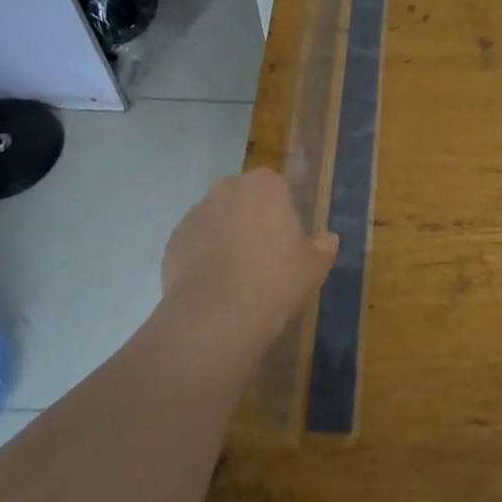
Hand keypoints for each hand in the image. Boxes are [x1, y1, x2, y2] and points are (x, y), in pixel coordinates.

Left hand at [159, 168, 337, 362]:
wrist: (216, 316)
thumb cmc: (276, 280)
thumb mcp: (315, 266)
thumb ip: (323, 247)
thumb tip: (328, 239)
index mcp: (265, 185)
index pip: (279, 187)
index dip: (285, 212)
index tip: (290, 239)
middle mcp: (227, 189)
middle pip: (245, 199)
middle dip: (254, 219)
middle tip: (266, 254)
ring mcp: (196, 213)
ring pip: (218, 220)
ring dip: (227, 237)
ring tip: (238, 274)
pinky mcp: (173, 241)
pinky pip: (197, 243)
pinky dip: (204, 257)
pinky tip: (216, 285)